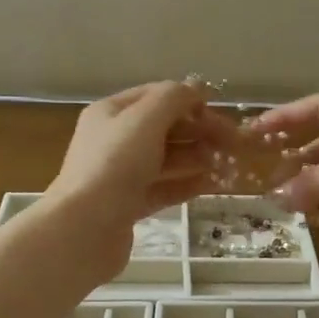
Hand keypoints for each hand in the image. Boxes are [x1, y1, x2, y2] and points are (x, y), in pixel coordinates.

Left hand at [46, 82, 234, 276]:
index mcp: (111, 113)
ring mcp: (120, 175)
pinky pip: (163, 188)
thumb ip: (174, 98)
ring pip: (166, 159)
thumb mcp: (145, 120)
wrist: (84, 229)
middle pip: (164, 128)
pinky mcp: (128, 205)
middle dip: (199, 131)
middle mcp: (114, 140)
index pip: (156, 96)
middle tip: (234, 143)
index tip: (222, 115)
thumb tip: (197, 88)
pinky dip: (187, 184)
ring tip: (227, 163)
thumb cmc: (114, 165)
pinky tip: (211, 184)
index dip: (190, 101)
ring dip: (197, 157)